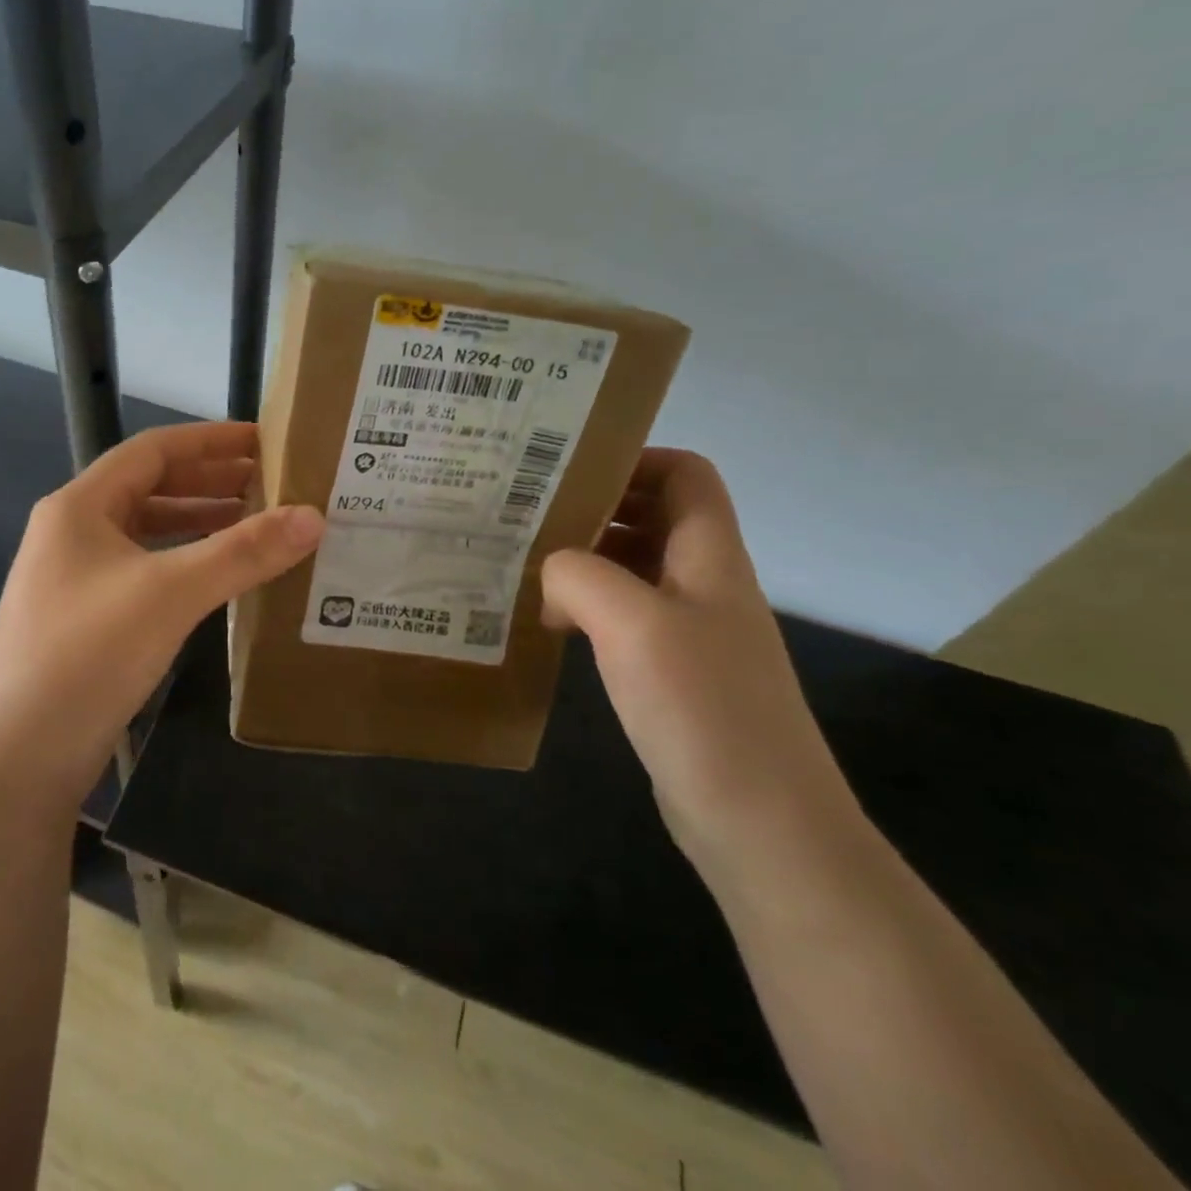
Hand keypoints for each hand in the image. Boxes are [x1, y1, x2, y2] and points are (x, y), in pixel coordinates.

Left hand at [0, 421, 323, 806]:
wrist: (19, 757)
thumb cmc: (88, 654)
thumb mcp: (170, 593)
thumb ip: (243, 552)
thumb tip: (313, 516)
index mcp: (80, 506)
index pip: (152, 450)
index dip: (210, 440)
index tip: (263, 440)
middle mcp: (72, 532)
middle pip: (150, 488)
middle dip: (210, 482)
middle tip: (271, 483)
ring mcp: (75, 577)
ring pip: (147, 532)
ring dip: (199, 523)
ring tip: (257, 523)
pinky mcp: (86, 618)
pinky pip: (144, 571)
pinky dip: (184, 563)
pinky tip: (220, 576)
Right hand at [540, 449, 862, 878]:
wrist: (760, 823)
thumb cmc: (703, 708)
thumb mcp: (631, 623)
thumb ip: (579, 575)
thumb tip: (550, 573)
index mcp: (709, 557)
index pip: (686, 474)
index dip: (634, 459)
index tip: (567, 471)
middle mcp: (704, 584)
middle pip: (652, 516)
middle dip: (593, 507)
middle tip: (526, 513)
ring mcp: (689, 631)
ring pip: (631, 568)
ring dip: (582, 559)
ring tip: (523, 564)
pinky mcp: (670, 673)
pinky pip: (622, 616)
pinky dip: (584, 607)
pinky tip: (548, 623)